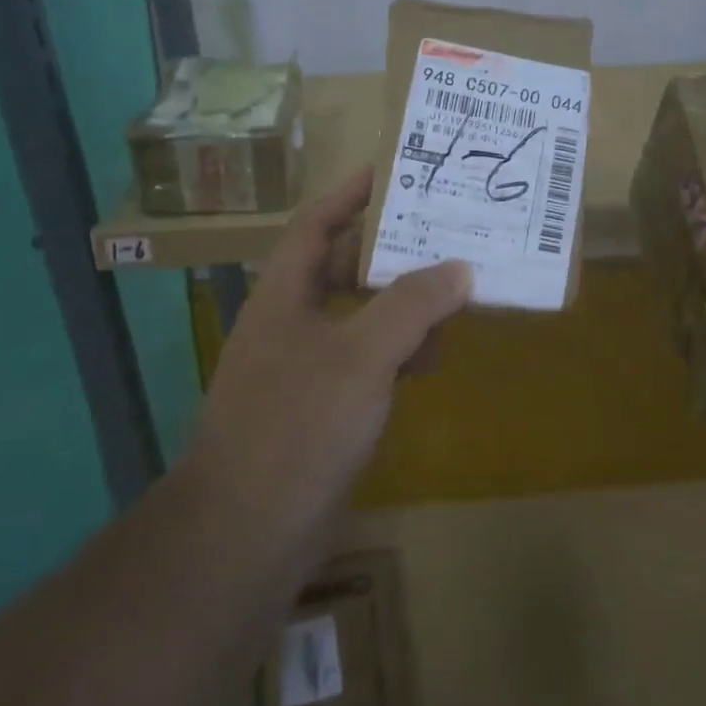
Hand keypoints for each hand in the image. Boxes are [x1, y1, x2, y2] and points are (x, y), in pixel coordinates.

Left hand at [192, 167, 470, 532]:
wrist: (246, 534)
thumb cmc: (297, 426)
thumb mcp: (361, 356)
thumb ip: (411, 306)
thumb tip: (459, 267)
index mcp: (284, 296)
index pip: (315, 225)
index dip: (349, 194)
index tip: (389, 172)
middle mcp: (290, 324)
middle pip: (341, 268)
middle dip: (389, 250)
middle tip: (442, 232)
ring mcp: (303, 369)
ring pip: (359, 317)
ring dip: (401, 304)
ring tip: (453, 292)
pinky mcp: (321, 410)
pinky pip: (365, 362)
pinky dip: (397, 352)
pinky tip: (430, 358)